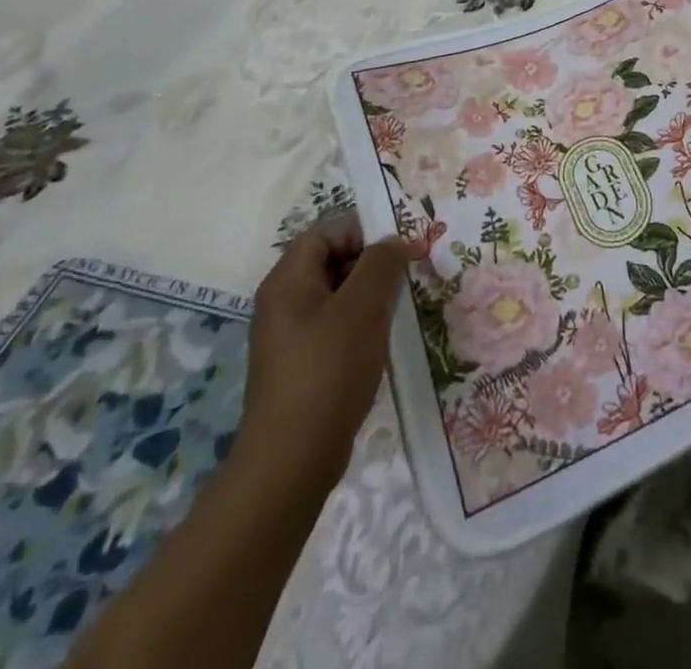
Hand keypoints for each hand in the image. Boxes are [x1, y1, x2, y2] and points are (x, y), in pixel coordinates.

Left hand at [242, 218, 409, 487]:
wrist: (292, 461)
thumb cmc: (329, 369)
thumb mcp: (363, 306)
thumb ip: (382, 262)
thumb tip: (396, 242)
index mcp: (288, 279)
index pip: (329, 230)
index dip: (365, 230)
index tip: (401, 249)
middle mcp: (283, 301)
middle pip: (333, 260)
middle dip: (373, 262)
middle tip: (408, 276)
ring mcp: (290, 336)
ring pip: (338, 294)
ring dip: (371, 295)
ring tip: (401, 308)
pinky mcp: (302, 365)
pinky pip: (336, 326)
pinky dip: (362, 324)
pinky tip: (383, 341)